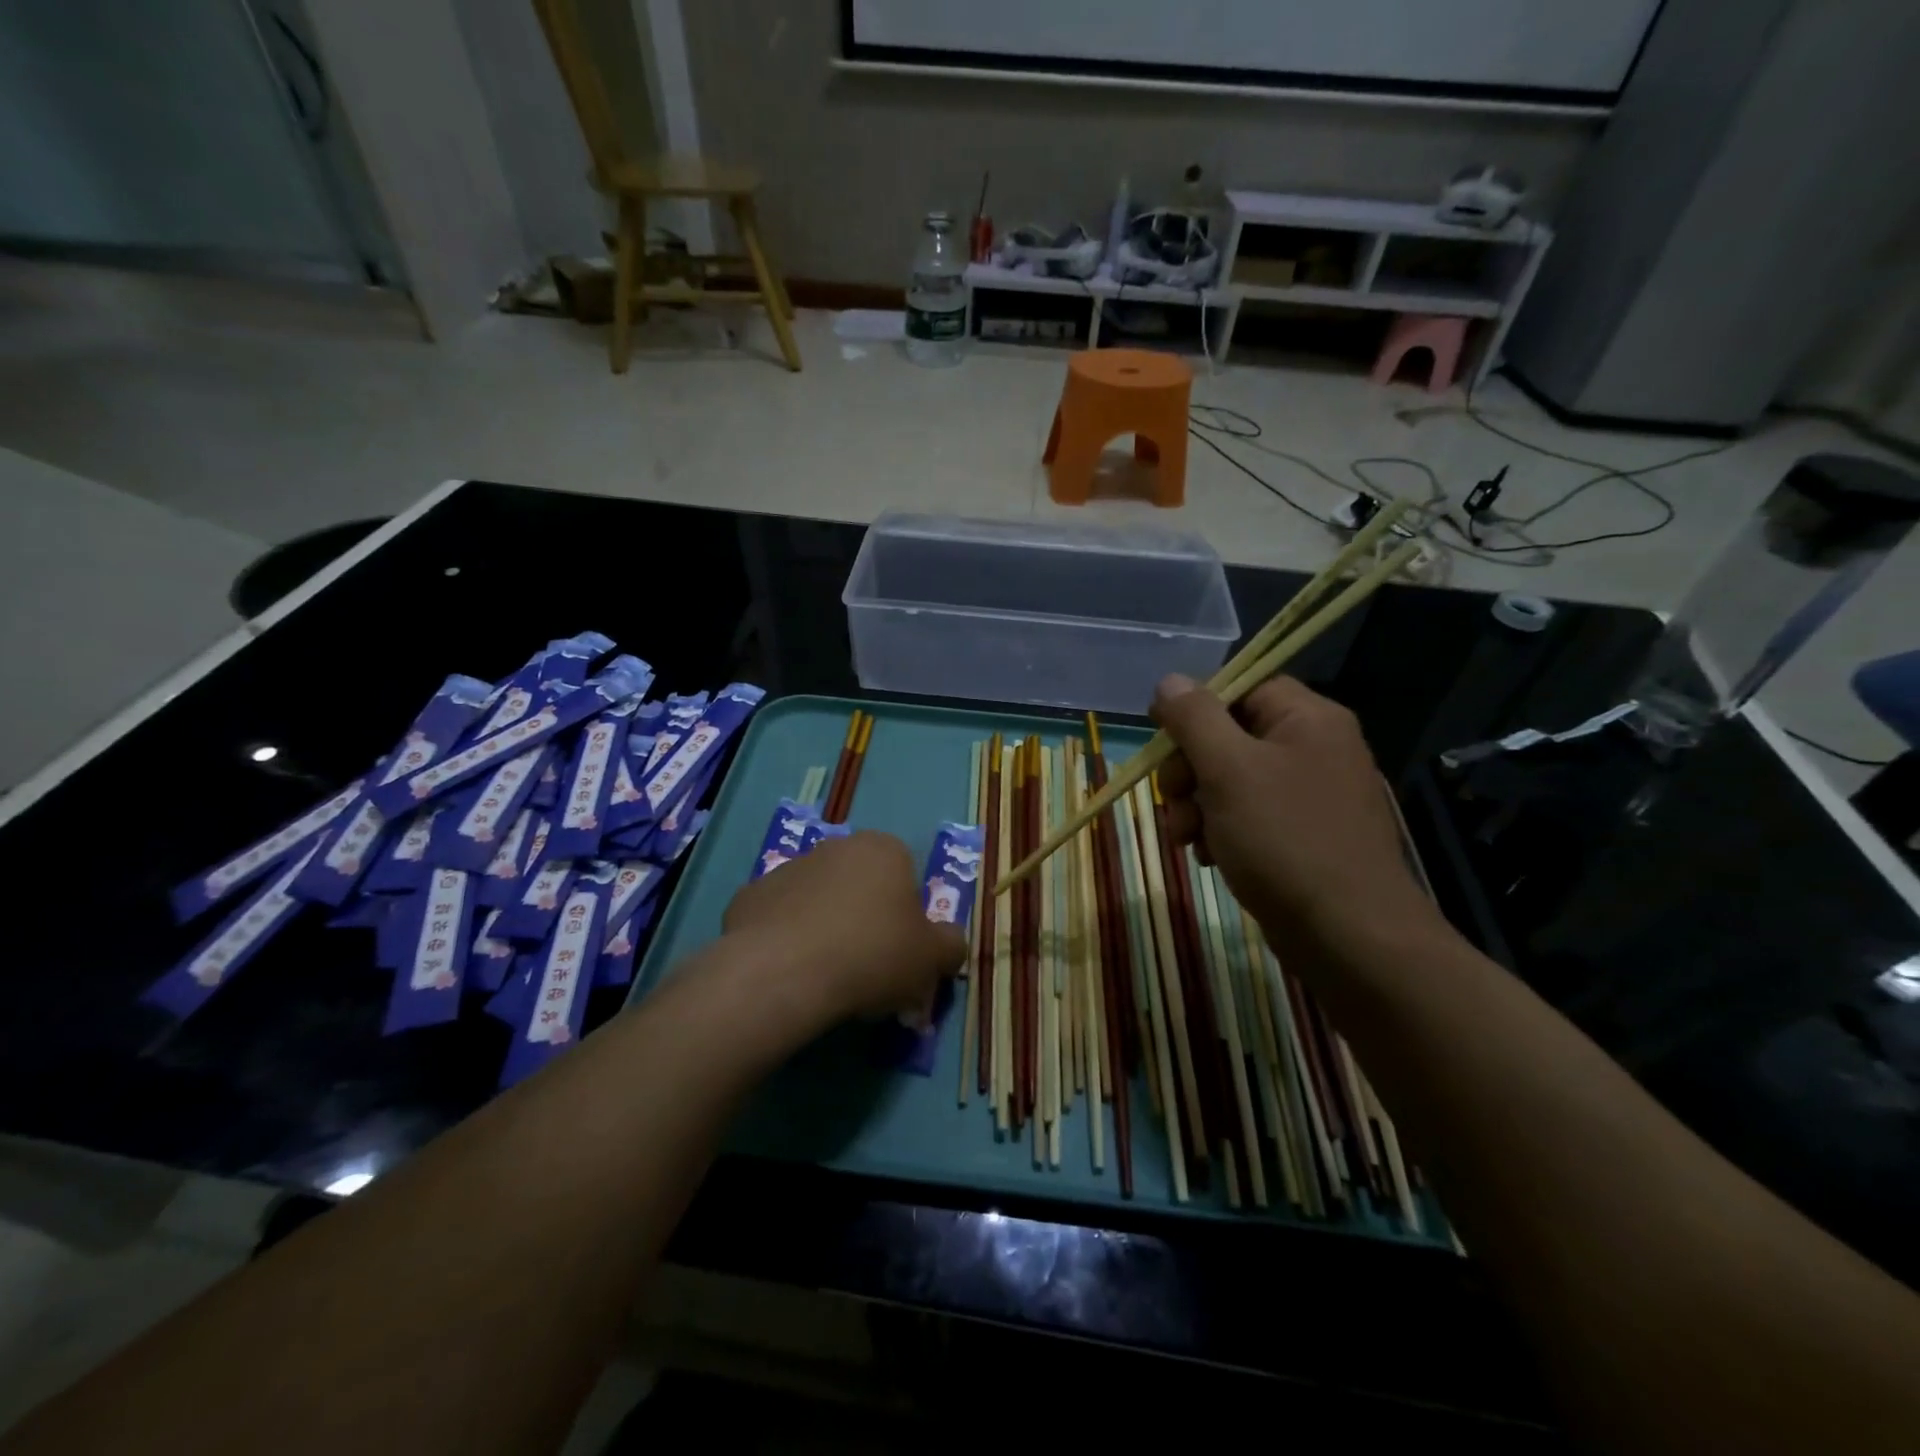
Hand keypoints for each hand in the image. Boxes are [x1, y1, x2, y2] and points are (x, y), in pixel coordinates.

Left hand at [721, 830, 966, 1024]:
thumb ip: (950, 945)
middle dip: (865, 917)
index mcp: (884, 850)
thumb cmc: (871, 955)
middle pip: (860, 884)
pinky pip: (778, 918)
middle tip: (867, 966)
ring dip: (824, 926)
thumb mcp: (933, 959)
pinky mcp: (748, 896)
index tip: (901, 952)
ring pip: (817, 899)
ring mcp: (787, 868)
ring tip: (824, 975)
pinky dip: (784, 939)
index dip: (907, 915)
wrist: (782, 973)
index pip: (906, 874)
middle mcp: (835, 847)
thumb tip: (950, 942)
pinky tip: (788, 972)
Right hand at [1152, 674, 1444, 966]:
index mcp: (1308, 719)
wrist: (1350, 936)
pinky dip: (1221, 830)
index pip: (1242, 688)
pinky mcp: (1305, 836)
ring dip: (1197, 805)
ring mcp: (1312, 795)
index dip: (1197, 708)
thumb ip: (1195, 719)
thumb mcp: (1228, 770)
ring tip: (1186, 839)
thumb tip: (1170, 681)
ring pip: (1233, 780)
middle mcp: (1316, 749)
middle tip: (1172, 800)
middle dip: (1190, 769)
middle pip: (1231, 736)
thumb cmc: (1285, 840)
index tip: (1161, 738)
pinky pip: (1250, 816)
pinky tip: (1208, 857)